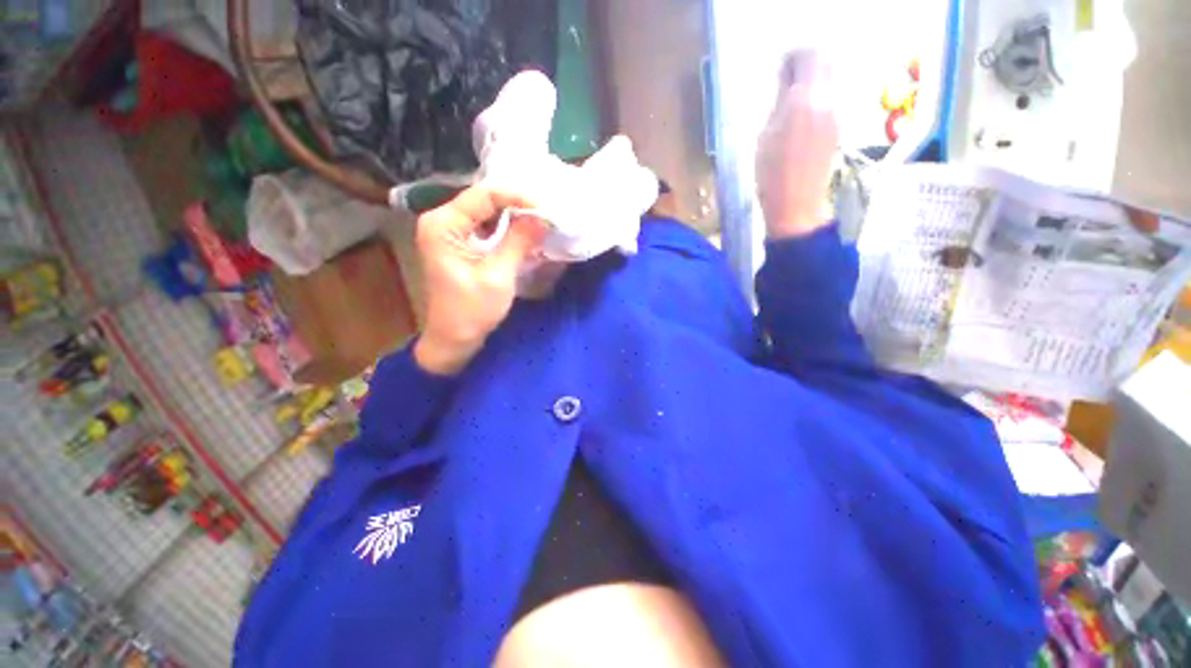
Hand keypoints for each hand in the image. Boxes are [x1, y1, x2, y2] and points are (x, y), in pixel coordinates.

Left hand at [414, 188, 543, 374]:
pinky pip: (486, 227)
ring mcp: (449, 232)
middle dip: (517, 205)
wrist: (453, 339)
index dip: (517, 197)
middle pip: (484, 200)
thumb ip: (519, 241)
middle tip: (547, 213)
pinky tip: (525, 233)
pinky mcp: (459, 244)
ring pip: (487, 213)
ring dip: (514, 216)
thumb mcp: (498, 275)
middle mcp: (442, 220)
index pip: (484, 195)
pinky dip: (507, 229)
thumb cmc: (472, 311)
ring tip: (541, 220)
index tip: (546, 208)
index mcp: (443, 224)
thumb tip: (543, 217)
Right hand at [755, 50, 838, 237]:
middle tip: (787, 75)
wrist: (796, 203)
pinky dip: (818, 93)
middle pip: (825, 60)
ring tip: (792, 94)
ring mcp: (836, 113)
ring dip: (814, 77)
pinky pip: (832, 95)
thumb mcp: (764, 136)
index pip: (807, 56)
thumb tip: (785, 79)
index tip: (779, 66)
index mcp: (804, 100)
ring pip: (831, 77)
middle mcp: (826, 100)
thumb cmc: (770, 175)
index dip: (792, 56)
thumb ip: (778, 102)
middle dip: (806, 62)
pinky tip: (802, 111)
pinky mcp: (839, 126)